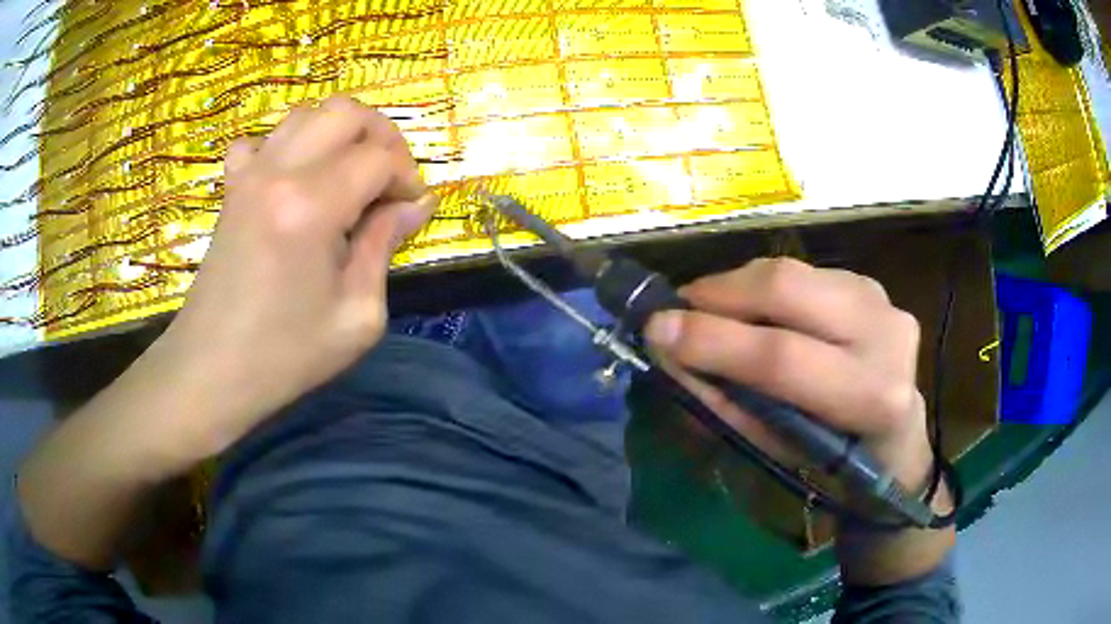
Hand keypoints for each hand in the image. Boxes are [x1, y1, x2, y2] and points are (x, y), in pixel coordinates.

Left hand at [154, 96, 435, 456]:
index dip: (407, 178)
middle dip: (381, 138)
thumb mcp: (357, 316)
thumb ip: (386, 246)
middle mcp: (279, 172)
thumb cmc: (285, 356)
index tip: (410, 212)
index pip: (379, 157)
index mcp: (312, 206)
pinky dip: (286, 146)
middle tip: (387, 182)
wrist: (211, 372)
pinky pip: (261, 140)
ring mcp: (249, 174)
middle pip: (345, 112)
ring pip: (306, 114)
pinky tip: (291, 180)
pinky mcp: (231, 188)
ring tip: (347, 177)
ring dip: (338, 135)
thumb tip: (414, 205)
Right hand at [645, 258, 932, 493]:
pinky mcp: (870, 282)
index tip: (656, 331)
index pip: (782, 358)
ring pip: (792, 270)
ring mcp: (882, 298)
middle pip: (788, 288)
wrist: (894, 435)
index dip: (714, 341)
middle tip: (679, 308)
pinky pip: (803, 271)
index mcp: (871, 396)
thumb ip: (724, 400)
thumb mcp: (777, 447)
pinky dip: (764, 285)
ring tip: (709, 309)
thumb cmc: (832, 457)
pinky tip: (754, 309)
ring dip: (738, 286)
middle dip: (720, 293)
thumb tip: (669, 353)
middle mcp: (885, 333)